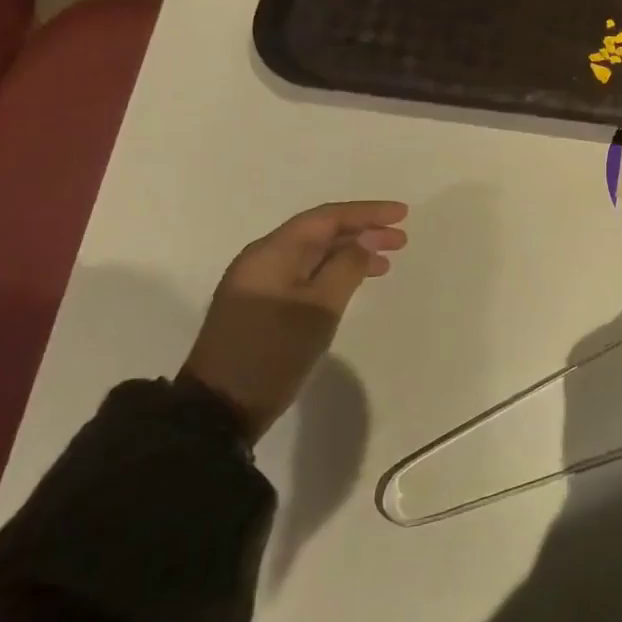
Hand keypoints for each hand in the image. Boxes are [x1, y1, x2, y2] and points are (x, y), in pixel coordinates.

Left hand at [181, 200, 407, 440]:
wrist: (219, 408)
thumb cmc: (273, 352)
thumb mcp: (318, 308)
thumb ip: (346, 268)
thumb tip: (364, 242)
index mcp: (272, 253)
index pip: (326, 218)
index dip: (367, 213)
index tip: (402, 214)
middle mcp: (263, 260)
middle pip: (319, 233)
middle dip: (362, 232)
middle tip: (401, 241)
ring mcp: (260, 284)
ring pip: (313, 256)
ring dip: (350, 254)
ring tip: (386, 264)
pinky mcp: (262, 307)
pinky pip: (305, 276)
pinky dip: (334, 274)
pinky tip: (353, 283)